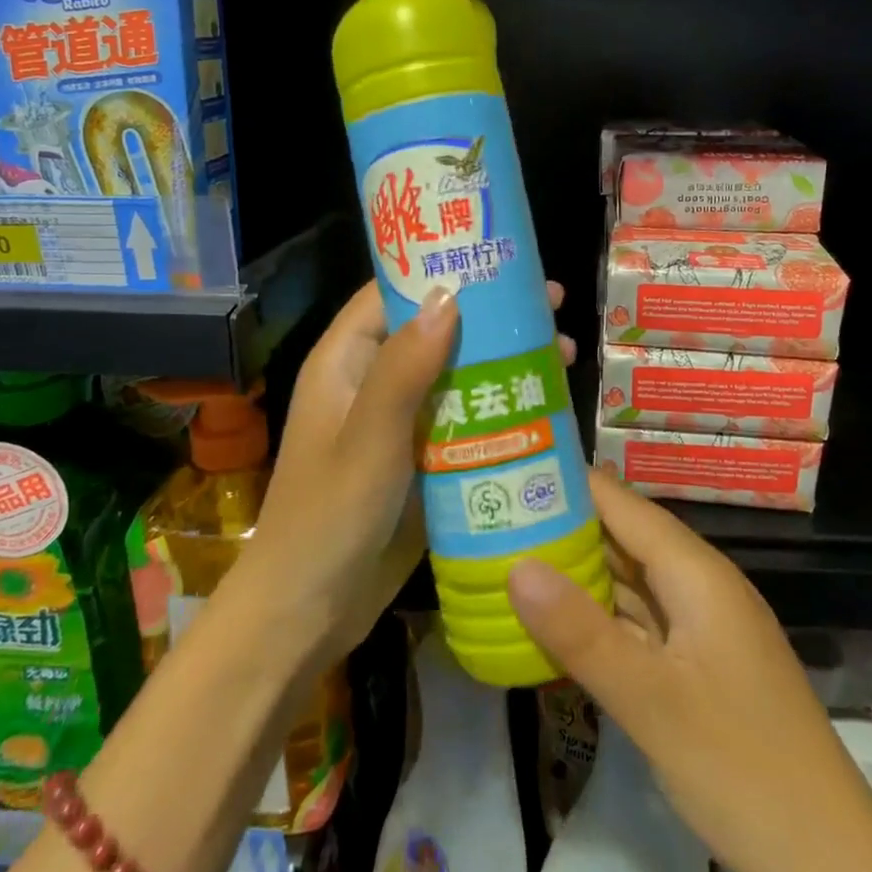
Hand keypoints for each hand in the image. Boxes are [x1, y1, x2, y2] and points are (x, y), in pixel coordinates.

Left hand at [239, 279, 575, 668]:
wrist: (307, 614)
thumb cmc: (328, 516)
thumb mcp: (370, 436)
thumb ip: (405, 367)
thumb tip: (449, 294)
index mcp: (346, 361)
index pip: (393, 292)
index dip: (442, 270)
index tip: (499, 258)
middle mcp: (372, 382)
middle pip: (435, 330)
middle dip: (490, 317)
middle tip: (551, 305)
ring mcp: (397, 423)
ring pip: (456, 374)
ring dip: (503, 361)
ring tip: (564, 351)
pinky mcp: (419, 459)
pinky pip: (462, 419)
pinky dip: (498, 407)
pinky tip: (544, 406)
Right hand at [507, 476, 871, 871]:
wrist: (834, 866)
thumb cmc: (743, 770)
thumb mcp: (651, 702)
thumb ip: (581, 633)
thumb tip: (515, 564)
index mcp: (695, 572)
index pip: (620, 502)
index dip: (567, 482)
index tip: (507, 471)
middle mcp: (699, 585)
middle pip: (623, 536)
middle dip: (561, 526)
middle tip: (491, 517)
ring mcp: (702, 626)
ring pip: (629, 580)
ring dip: (576, 572)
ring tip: (507, 557)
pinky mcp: (699, 664)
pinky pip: (640, 622)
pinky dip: (599, 617)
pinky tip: (556, 624)